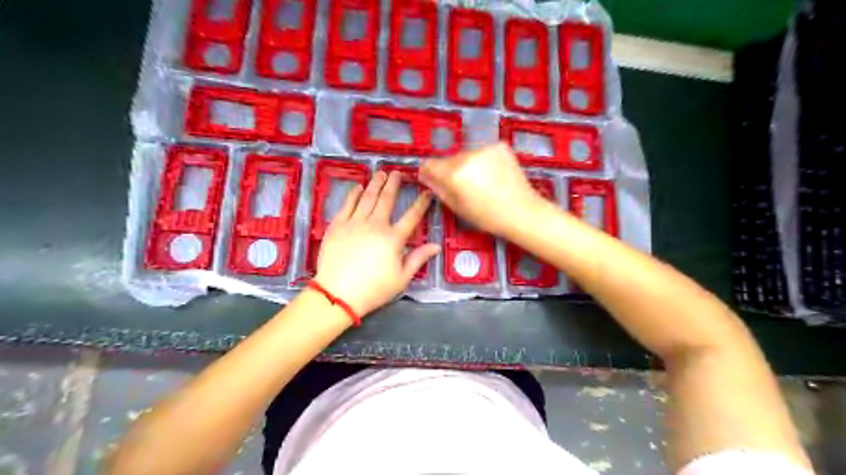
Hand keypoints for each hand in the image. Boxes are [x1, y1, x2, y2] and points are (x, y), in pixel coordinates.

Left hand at [314, 171, 439, 314]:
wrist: (338, 294)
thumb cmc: (373, 289)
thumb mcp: (401, 278)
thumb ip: (418, 259)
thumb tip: (435, 246)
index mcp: (393, 238)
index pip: (412, 216)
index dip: (421, 203)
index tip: (427, 192)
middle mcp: (375, 225)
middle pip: (386, 200)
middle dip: (393, 185)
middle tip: (397, 173)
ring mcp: (354, 223)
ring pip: (367, 198)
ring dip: (375, 184)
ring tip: (380, 173)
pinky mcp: (337, 225)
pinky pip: (347, 205)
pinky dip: (353, 195)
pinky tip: (357, 187)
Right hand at [419, 142, 544, 234]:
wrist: (522, 212)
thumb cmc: (488, 216)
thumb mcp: (457, 207)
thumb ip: (438, 189)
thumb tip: (426, 176)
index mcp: (454, 174)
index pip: (430, 164)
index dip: (428, 171)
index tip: (430, 177)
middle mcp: (467, 156)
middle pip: (449, 159)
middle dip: (450, 170)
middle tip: (462, 186)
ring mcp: (485, 148)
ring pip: (466, 155)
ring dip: (467, 164)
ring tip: (479, 182)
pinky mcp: (499, 146)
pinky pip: (482, 152)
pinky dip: (483, 161)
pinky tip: (492, 174)